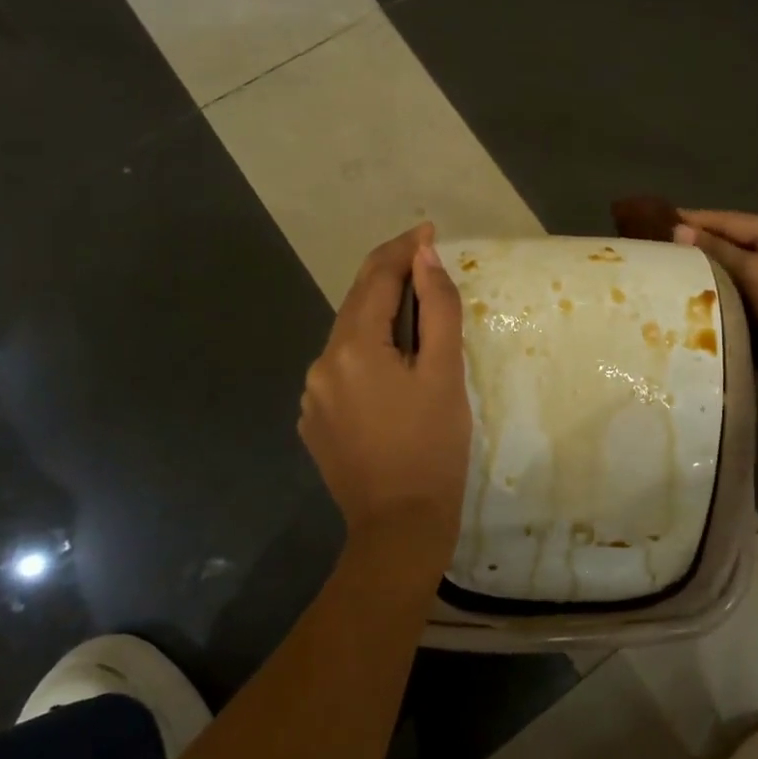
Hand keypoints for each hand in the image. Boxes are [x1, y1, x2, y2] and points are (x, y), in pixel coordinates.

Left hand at [299, 223, 471, 586]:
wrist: (400, 526)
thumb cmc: (433, 447)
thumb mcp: (445, 372)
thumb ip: (436, 307)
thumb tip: (424, 256)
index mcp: (352, 348)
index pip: (374, 279)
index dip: (402, 250)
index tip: (428, 231)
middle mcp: (321, 365)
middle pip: (357, 305)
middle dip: (391, 281)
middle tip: (427, 267)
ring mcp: (312, 396)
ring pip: (349, 339)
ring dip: (379, 321)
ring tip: (416, 322)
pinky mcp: (314, 421)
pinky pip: (342, 372)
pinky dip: (367, 357)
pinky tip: (392, 373)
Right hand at [673, 210, 757, 401]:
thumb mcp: (756, 272)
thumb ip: (718, 250)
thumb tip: (678, 230)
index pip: (732, 220)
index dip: (696, 220)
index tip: (658, 220)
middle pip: (735, 243)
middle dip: (700, 246)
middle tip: (659, 248)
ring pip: (739, 271)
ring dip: (709, 272)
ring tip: (670, 273)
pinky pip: (745, 295)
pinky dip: (723, 295)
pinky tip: (696, 299)